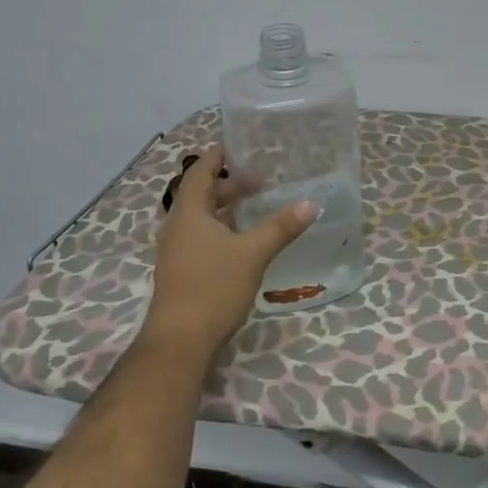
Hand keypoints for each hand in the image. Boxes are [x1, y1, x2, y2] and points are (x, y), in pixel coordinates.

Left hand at [145, 146, 315, 365]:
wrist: (181, 341)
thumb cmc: (213, 287)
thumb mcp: (253, 253)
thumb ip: (281, 227)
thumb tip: (310, 203)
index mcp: (188, 214)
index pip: (198, 174)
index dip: (216, 158)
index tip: (236, 147)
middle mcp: (178, 228)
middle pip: (201, 195)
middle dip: (229, 185)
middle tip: (260, 181)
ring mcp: (177, 252)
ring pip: (202, 219)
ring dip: (226, 209)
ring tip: (256, 207)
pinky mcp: (183, 272)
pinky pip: (202, 238)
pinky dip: (223, 230)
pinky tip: (244, 241)